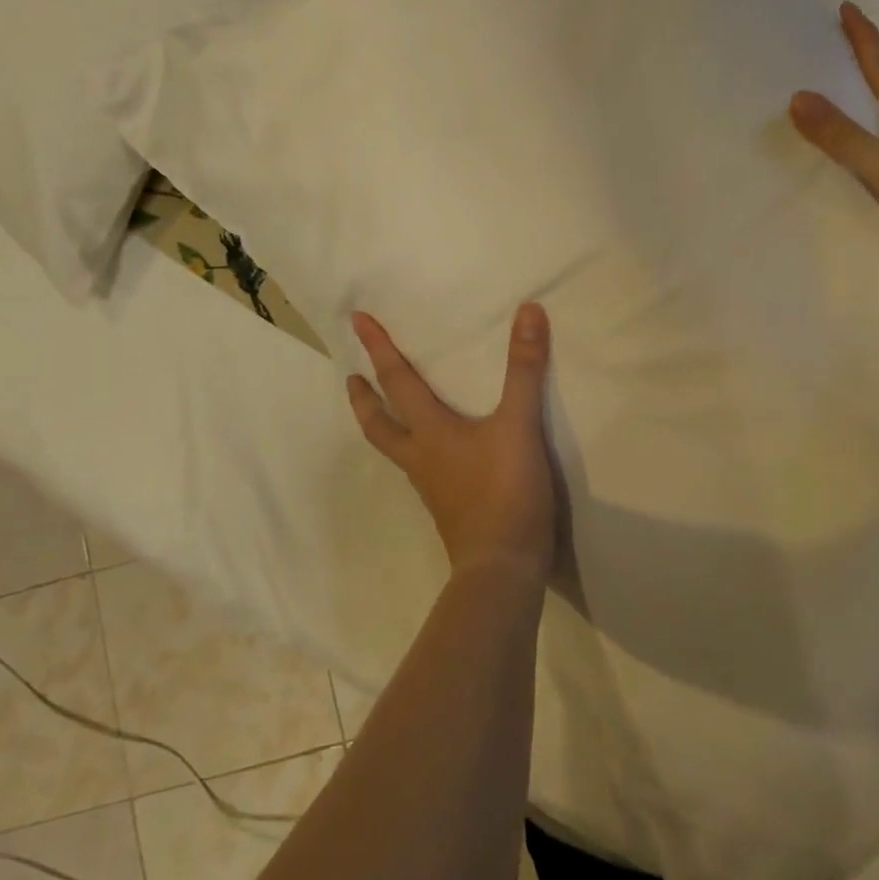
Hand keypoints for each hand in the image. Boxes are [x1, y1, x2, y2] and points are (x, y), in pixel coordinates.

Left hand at [347, 304, 557, 583]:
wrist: (502, 569)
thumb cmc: (504, 492)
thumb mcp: (519, 425)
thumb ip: (524, 370)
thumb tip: (528, 311)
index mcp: (430, 432)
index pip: (396, 381)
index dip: (378, 348)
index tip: (355, 321)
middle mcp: (421, 458)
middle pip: (378, 425)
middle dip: (362, 399)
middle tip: (350, 378)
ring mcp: (431, 488)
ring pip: (396, 450)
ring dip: (385, 426)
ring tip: (388, 413)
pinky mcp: (448, 510)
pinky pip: (421, 472)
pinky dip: (416, 452)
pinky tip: (436, 457)